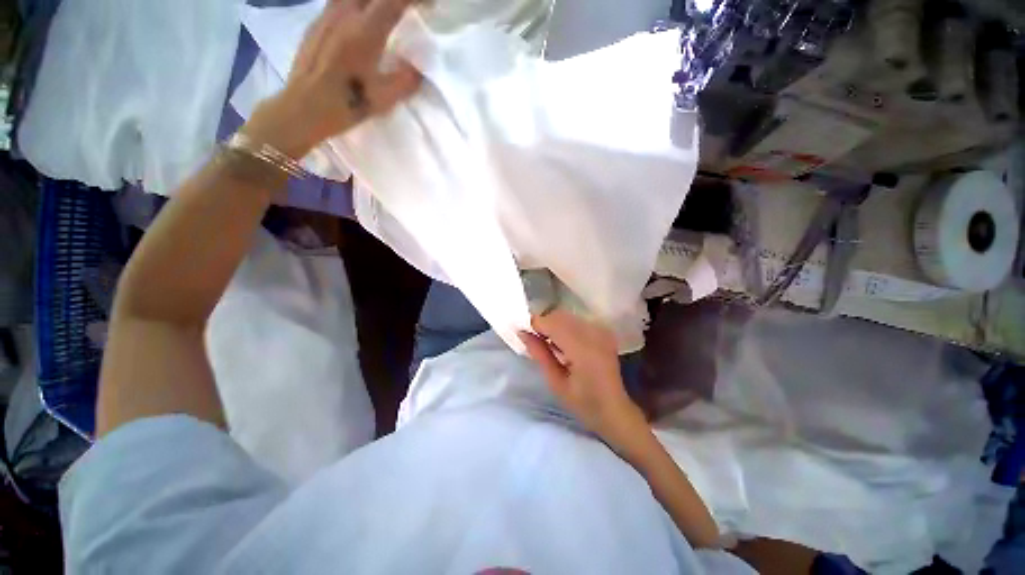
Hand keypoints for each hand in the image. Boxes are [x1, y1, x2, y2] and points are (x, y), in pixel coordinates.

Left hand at [242, 0, 421, 157]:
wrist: (303, 107)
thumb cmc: (345, 103)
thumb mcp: (384, 98)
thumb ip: (405, 81)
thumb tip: (418, 71)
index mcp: (364, 30)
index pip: (394, 1)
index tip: (430, 5)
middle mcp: (344, 13)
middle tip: (407, 8)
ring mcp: (327, 15)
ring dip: (372, 1)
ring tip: (383, 13)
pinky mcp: (316, 24)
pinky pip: (339, 2)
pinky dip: (356, 5)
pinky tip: (359, 21)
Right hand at [519, 311, 646, 445]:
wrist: (615, 410)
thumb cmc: (583, 403)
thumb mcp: (556, 383)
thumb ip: (539, 354)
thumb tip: (522, 333)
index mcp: (582, 349)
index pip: (553, 323)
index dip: (535, 324)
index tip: (522, 332)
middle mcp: (594, 333)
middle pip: (560, 315)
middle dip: (544, 324)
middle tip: (534, 340)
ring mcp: (601, 331)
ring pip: (568, 316)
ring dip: (554, 324)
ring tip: (548, 343)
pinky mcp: (604, 332)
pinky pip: (577, 321)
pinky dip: (565, 327)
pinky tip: (563, 343)